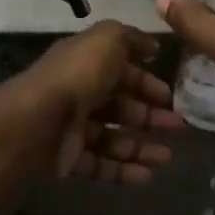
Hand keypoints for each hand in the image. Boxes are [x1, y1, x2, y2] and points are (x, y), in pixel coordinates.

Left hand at [22, 21, 183, 182]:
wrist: (36, 121)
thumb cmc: (77, 75)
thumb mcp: (107, 40)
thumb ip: (131, 38)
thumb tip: (151, 46)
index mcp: (85, 63)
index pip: (120, 71)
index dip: (146, 82)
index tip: (170, 96)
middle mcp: (78, 94)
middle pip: (119, 106)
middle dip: (150, 116)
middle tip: (178, 127)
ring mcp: (71, 129)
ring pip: (112, 138)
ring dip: (141, 147)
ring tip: (167, 158)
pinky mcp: (66, 160)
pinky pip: (100, 165)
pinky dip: (124, 170)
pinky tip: (147, 176)